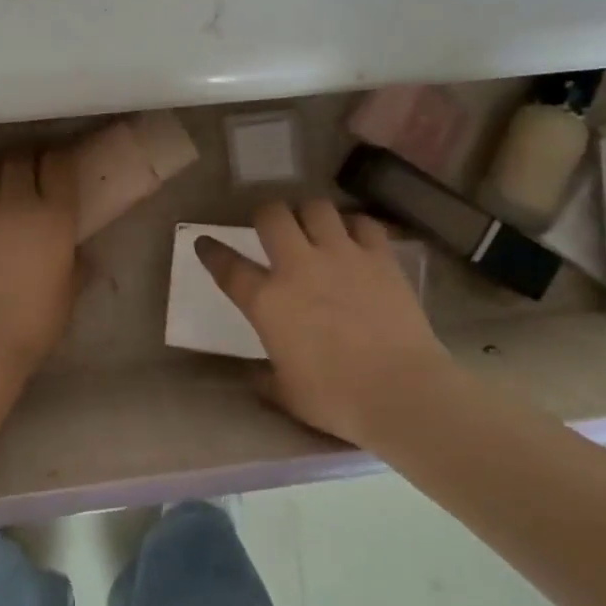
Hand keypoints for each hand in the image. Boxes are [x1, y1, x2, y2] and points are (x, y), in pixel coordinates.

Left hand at [0, 147, 80, 374]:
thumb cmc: (35, 321)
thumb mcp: (68, 292)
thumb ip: (76, 265)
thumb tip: (79, 255)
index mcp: (54, 215)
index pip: (57, 164)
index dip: (59, 157)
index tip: (60, 163)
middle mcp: (16, 201)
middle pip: (20, 157)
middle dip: (28, 155)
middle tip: (32, 166)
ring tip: (2, 175)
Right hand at [195, 199, 455, 447]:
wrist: (401, 392)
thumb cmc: (336, 398)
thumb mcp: (286, 393)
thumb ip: (265, 376)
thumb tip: (256, 375)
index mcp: (267, 301)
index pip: (227, 266)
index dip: (211, 251)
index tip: (205, 242)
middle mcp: (298, 266)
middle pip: (272, 215)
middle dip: (265, 215)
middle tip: (271, 229)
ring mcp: (341, 256)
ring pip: (316, 207)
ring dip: (310, 214)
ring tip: (314, 227)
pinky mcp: (380, 257)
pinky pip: (364, 223)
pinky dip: (356, 225)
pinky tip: (355, 238)